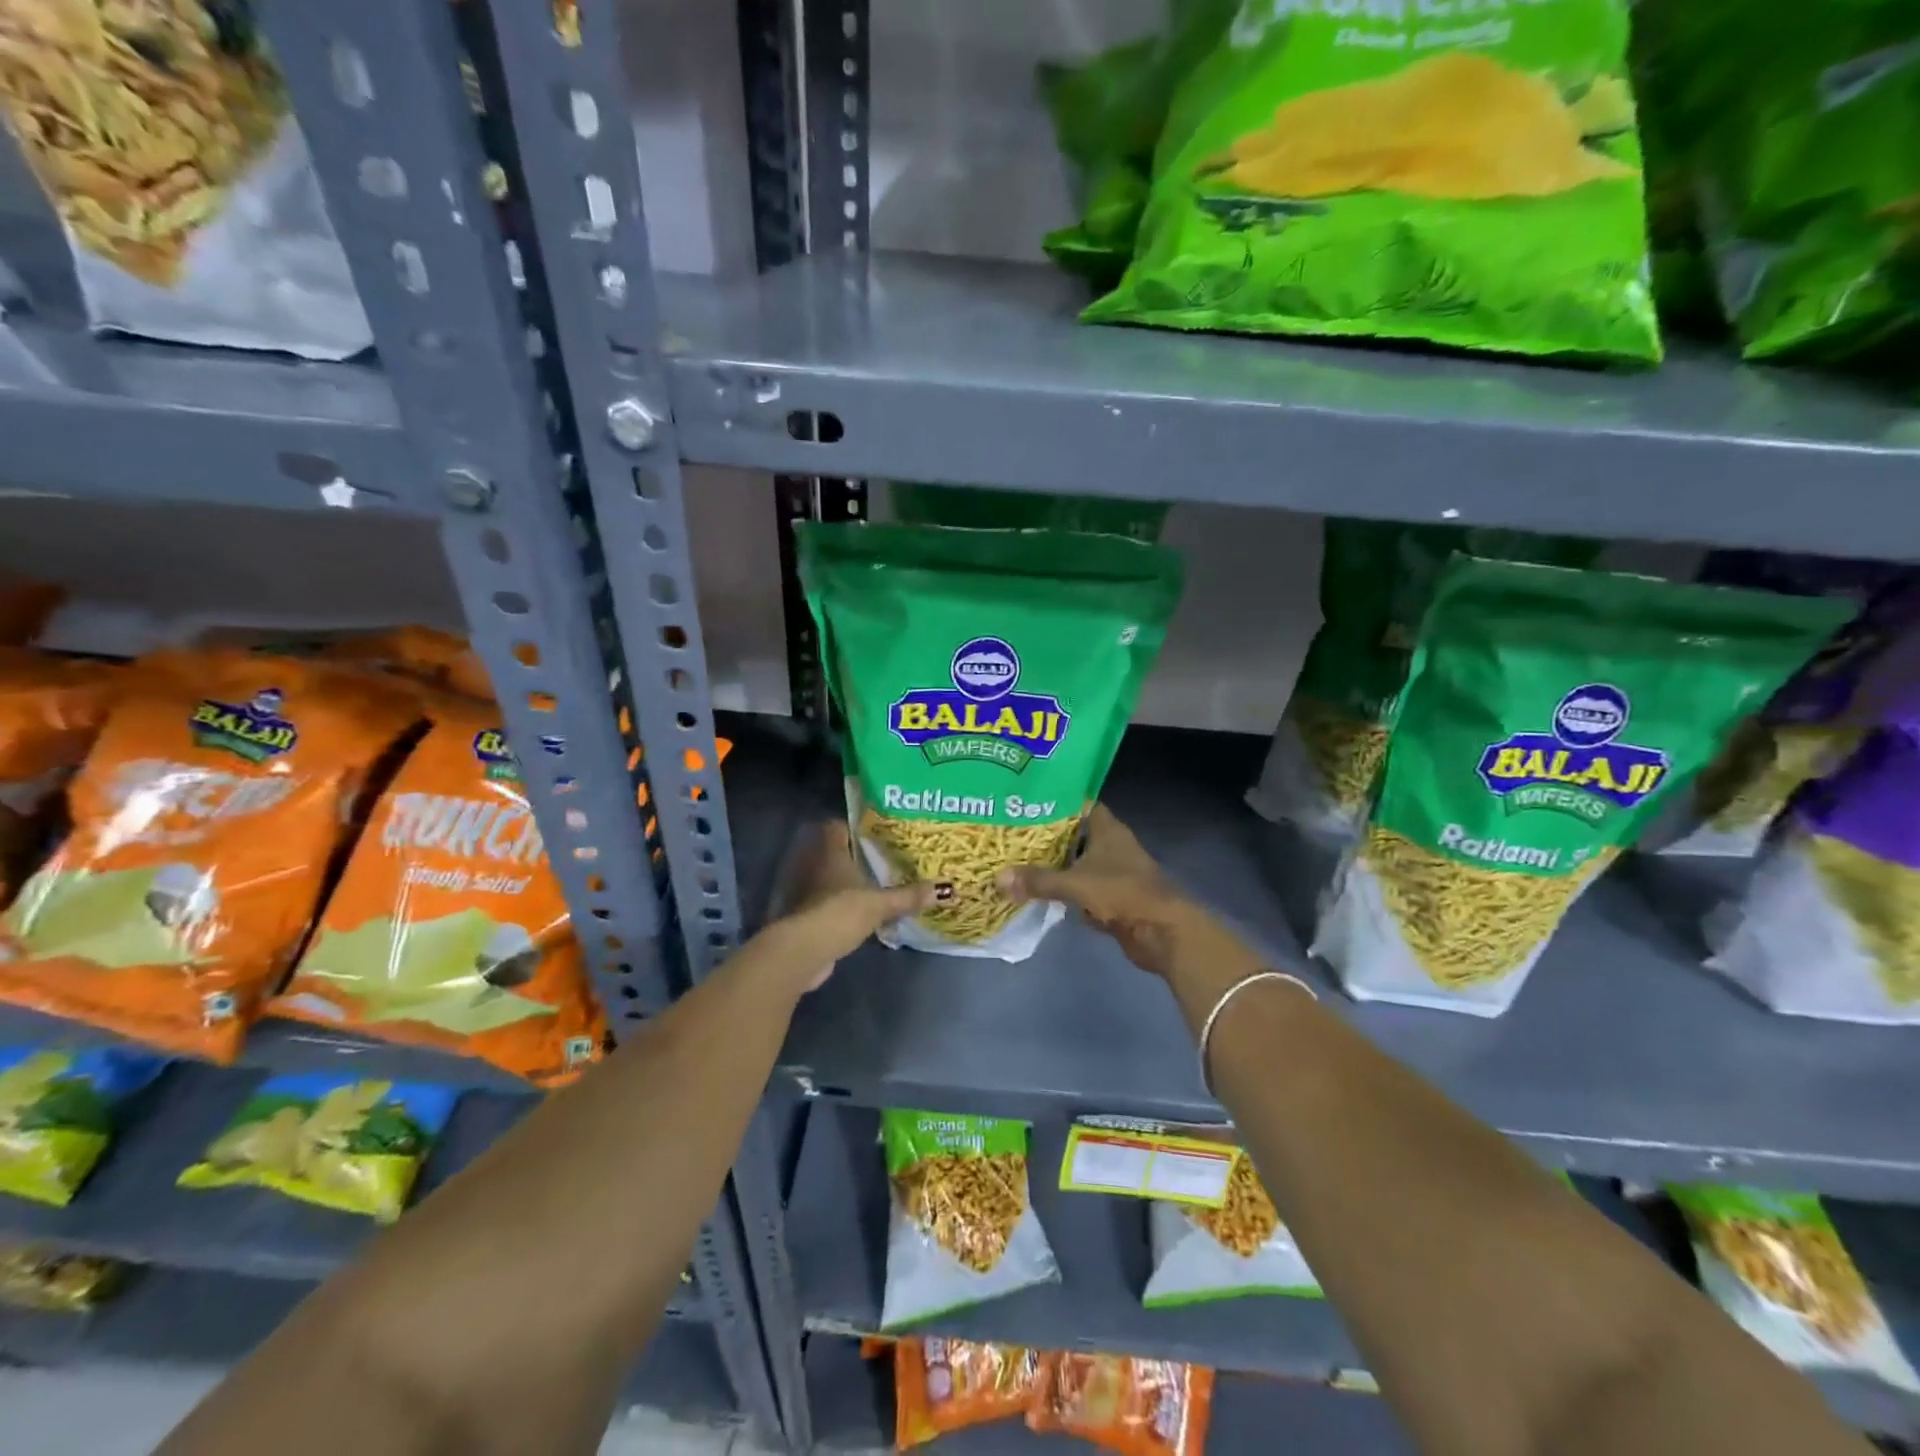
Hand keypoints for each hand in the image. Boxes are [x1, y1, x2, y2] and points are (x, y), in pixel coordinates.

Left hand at [768, 822, 937, 991]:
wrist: (803, 951)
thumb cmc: (840, 912)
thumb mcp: (880, 904)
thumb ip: (908, 897)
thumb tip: (944, 890)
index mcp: (830, 853)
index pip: (836, 826)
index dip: (852, 826)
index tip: (874, 831)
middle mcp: (813, 866)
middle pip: (831, 852)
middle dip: (852, 856)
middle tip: (880, 859)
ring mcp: (804, 892)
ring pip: (826, 879)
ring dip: (842, 883)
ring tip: (871, 887)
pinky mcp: (802, 916)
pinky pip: (823, 903)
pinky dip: (836, 906)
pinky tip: (854, 914)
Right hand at [996, 805, 1186, 978]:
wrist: (1163, 932)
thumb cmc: (1123, 893)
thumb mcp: (1076, 884)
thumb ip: (1038, 881)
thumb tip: (998, 879)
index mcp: (1107, 829)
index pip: (1079, 804)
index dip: (1056, 802)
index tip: (1025, 802)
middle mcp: (1110, 846)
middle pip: (1074, 834)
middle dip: (1046, 836)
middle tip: (1011, 833)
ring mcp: (1112, 872)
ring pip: (1076, 862)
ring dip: (1053, 865)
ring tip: (1016, 860)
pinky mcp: (1111, 897)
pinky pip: (1080, 888)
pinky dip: (1063, 890)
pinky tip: (1037, 890)